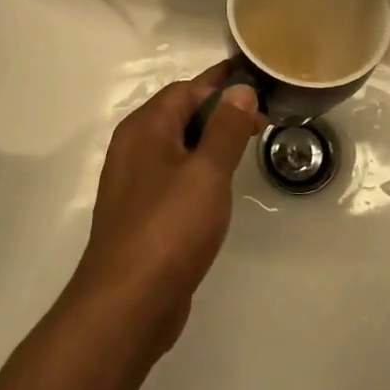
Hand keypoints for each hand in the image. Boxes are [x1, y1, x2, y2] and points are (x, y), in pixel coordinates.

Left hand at [65, 65, 263, 355]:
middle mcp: (134, 147)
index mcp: (145, 128)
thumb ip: (225, 128)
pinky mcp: (141, 213)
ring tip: (247, 145)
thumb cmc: (170, 228)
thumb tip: (240, 89)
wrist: (127, 304)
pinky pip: (173, 175)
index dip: (223, 85)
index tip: (260, 85)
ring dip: (210, 140)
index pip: (187, 89)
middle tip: (262, 119)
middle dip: (220, 111)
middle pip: (180, 114)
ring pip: (177, 146)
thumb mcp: (207, 173)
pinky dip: (198, 169)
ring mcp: (134, 182)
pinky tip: (219, 186)